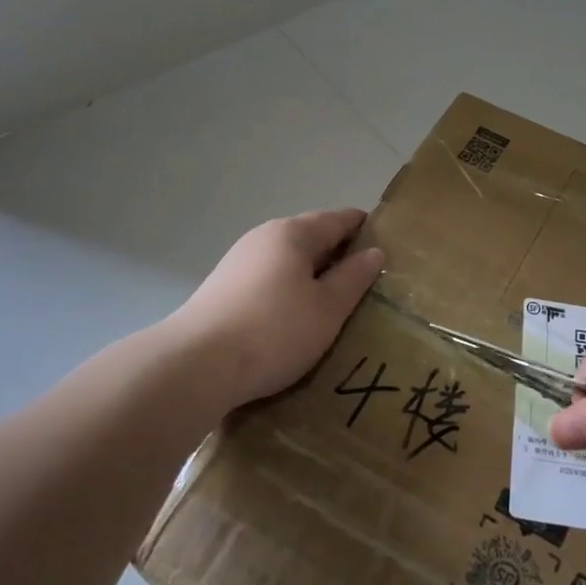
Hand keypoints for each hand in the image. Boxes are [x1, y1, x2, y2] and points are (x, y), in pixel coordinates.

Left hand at [168, 209, 384, 407]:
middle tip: (367, 284)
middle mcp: (263, 238)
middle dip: (338, 256)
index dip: (365, 229)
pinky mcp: (222, 289)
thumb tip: (374, 252)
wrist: (197, 365)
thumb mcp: (327, 309)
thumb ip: (353, 278)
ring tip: (334, 306)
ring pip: (287, 262)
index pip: (338, 219)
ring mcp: (238, 262)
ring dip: (311, 277)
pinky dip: (288, 292)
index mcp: (292, 233)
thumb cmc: (274, 331)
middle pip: (310, 238)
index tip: (388, 246)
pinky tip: (294, 319)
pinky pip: (268, 281)